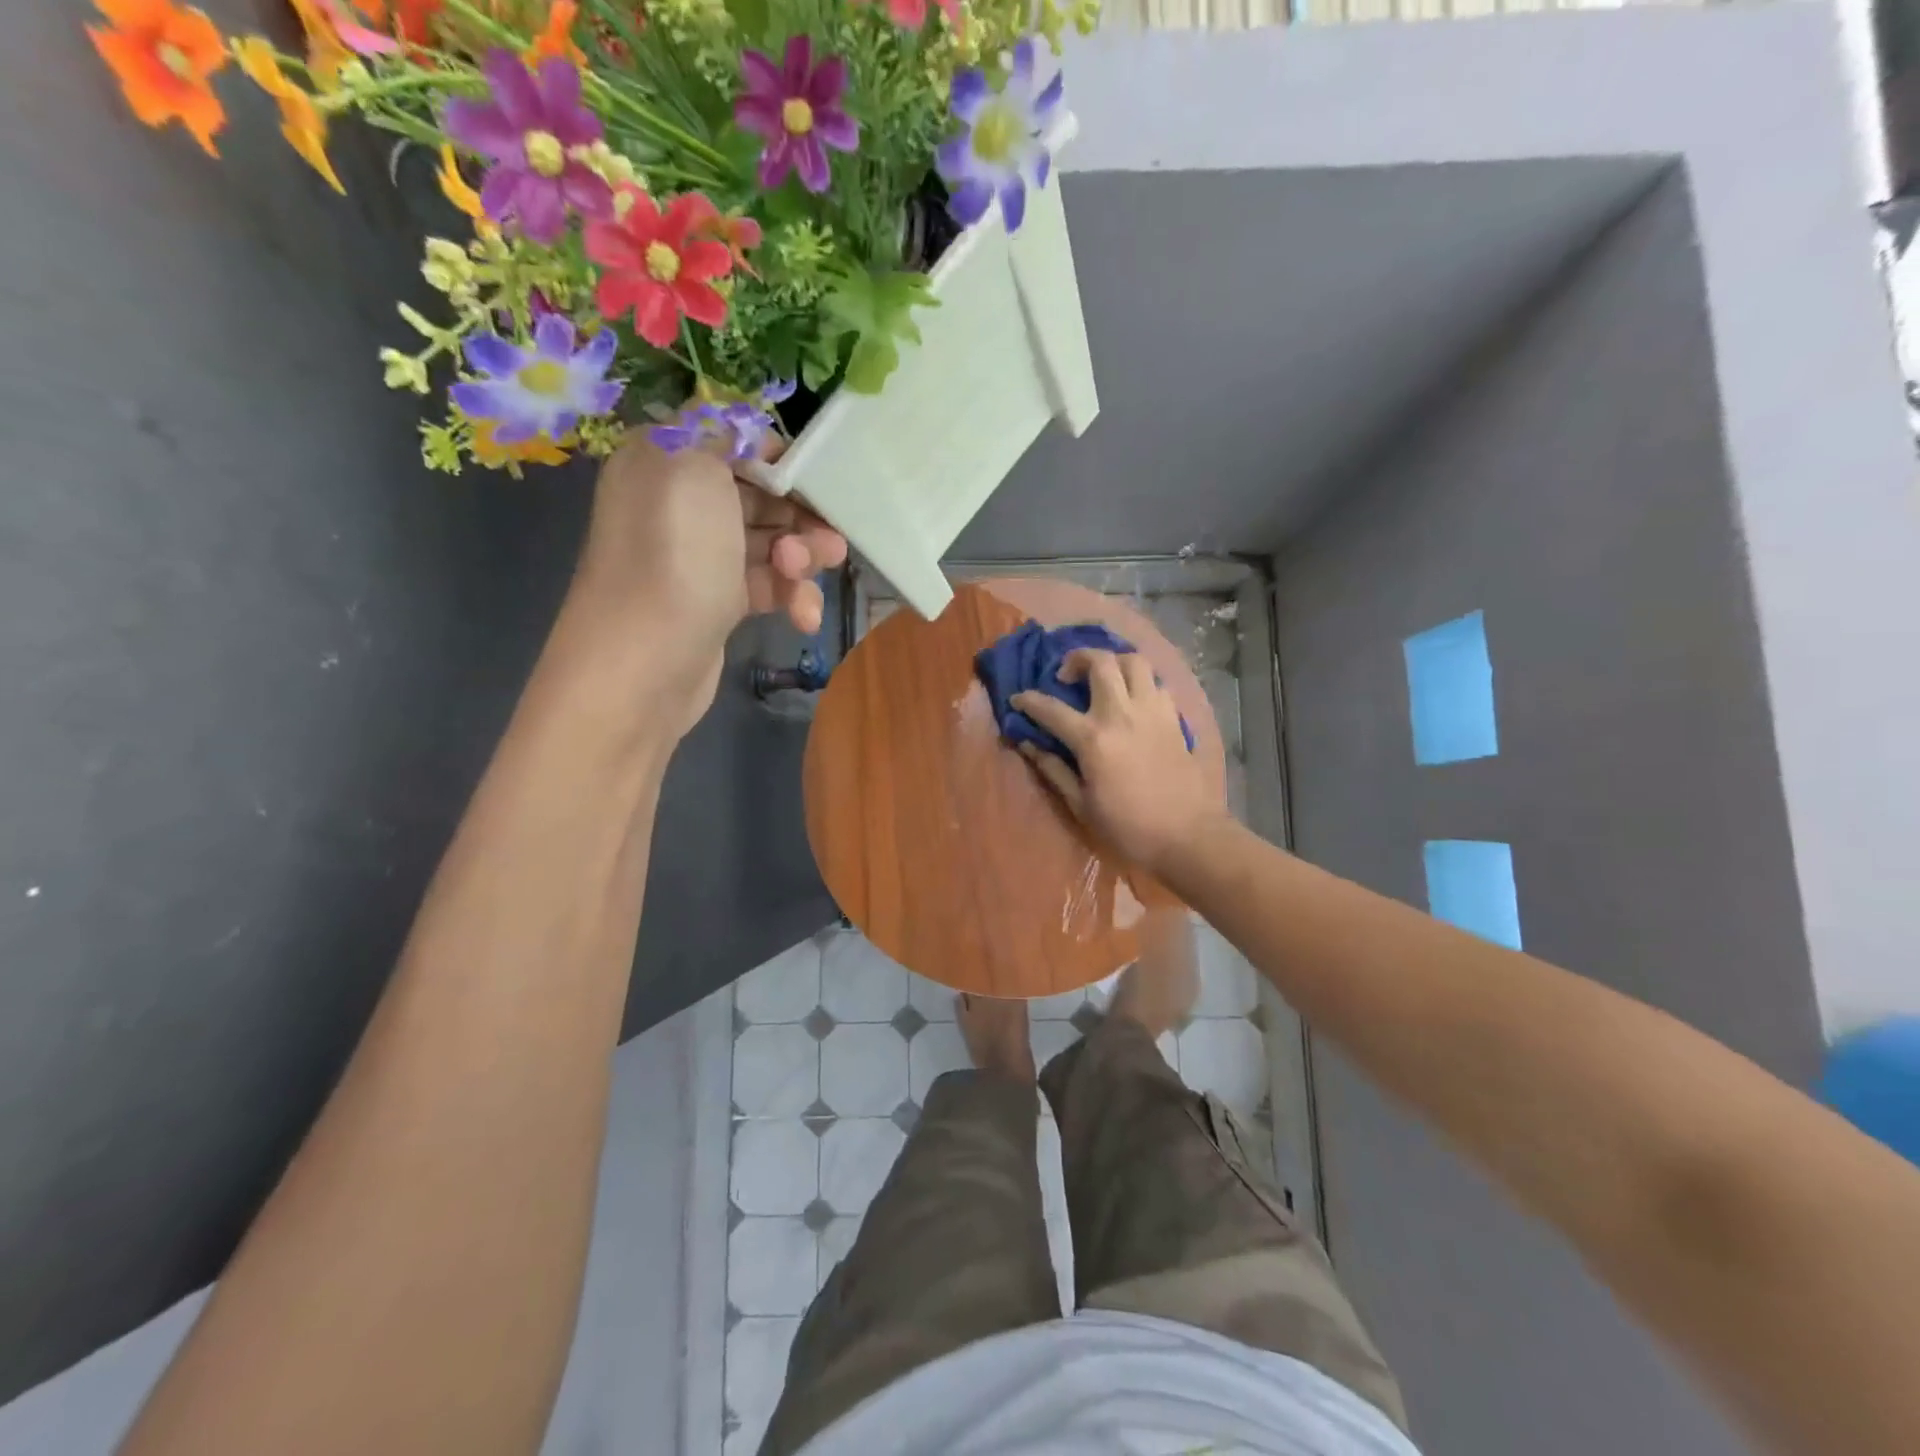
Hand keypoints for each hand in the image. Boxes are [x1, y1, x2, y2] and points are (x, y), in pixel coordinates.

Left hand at [563, 433, 846, 728]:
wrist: (643, 663)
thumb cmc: (673, 557)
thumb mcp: (693, 466)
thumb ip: (723, 431)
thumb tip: (745, 428)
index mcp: (666, 459)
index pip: (736, 442)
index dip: (783, 461)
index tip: (820, 484)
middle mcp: (679, 503)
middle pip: (761, 495)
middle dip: (800, 516)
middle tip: (828, 540)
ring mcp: (700, 556)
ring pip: (770, 542)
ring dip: (801, 558)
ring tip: (806, 575)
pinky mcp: (718, 602)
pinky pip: (766, 585)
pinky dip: (790, 597)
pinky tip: (803, 617)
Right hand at [1011, 649, 1224, 874]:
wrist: (1188, 836)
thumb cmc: (1129, 828)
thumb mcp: (1081, 805)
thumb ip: (1053, 769)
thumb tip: (1028, 745)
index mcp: (1092, 739)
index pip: (1051, 708)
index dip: (1028, 700)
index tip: (1018, 699)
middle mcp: (1122, 714)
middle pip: (1100, 662)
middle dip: (1076, 659)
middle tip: (1066, 676)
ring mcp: (1152, 711)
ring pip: (1134, 661)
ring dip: (1113, 661)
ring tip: (1103, 677)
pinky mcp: (1174, 718)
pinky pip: (1156, 682)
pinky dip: (1140, 681)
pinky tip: (1132, 698)